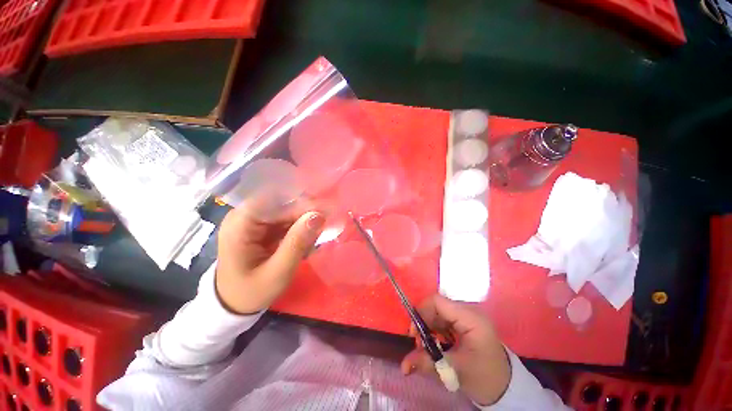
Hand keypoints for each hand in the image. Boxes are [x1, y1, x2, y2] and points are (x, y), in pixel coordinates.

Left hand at [215, 199, 324, 313]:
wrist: (234, 304)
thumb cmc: (251, 292)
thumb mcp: (278, 272)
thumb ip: (297, 243)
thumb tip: (318, 216)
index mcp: (240, 223)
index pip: (275, 200)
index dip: (301, 203)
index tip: (324, 213)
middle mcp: (244, 215)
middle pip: (282, 203)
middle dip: (305, 213)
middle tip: (326, 225)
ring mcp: (252, 220)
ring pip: (286, 210)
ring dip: (304, 221)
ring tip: (317, 236)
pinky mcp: (260, 226)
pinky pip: (285, 219)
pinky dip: (298, 227)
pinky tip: (307, 238)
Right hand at [400, 295, 510, 405]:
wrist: (504, 386)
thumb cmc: (484, 378)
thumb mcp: (455, 371)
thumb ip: (428, 363)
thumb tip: (404, 365)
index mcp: (471, 318)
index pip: (437, 301)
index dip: (421, 312)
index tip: (414, 333)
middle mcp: (469, 310)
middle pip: (436, 305)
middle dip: (423, 321)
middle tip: (418, 342)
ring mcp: (467, 314)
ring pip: (438, 311)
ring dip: (428, 325)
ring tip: (426, 345)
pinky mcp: (465, 320)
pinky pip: (443, 317)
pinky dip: (435, 328)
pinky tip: (435, 342)